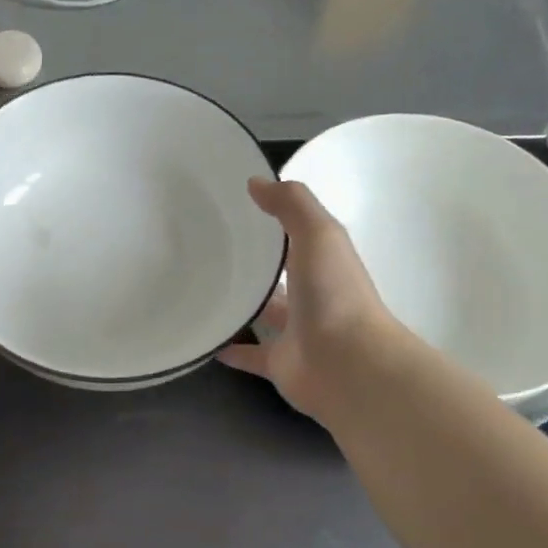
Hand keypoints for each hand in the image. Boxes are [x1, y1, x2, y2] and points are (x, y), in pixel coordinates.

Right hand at [219, 178, 410, 423]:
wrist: (347, 365)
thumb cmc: (334, 294)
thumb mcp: (318, 234)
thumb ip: (290, 205)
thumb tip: (255, 182)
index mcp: (323, 262)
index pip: (295, 235)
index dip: (271, 220)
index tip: (233, 207)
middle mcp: (312, 295)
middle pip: (280, 276)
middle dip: (255, 264)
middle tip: (209, 249)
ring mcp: (296, 332)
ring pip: (264, 315)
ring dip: (242, 305)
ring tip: (201, 289)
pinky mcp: (279, 363)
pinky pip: (251, 355)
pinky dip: (231, 349)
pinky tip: (206, 339)